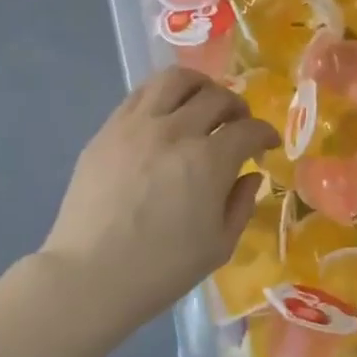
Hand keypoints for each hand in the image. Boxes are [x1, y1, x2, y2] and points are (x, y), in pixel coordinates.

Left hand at [42, 68, 279, 326]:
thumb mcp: (219, 246)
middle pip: (216, 97)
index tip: (267, 144)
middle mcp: (175, 131)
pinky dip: (162, 95)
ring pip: (174, 80)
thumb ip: (241, 205)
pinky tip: (166, 114)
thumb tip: (250, 175)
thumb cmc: (161, 269)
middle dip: (237, 108)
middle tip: (239, 125)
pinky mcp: (107, 130)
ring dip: (199, 86)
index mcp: (208, 161)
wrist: (90, 276)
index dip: (265, 134)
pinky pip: (140, 94)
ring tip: (203, 102)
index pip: (249, 130)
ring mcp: (136, 125)